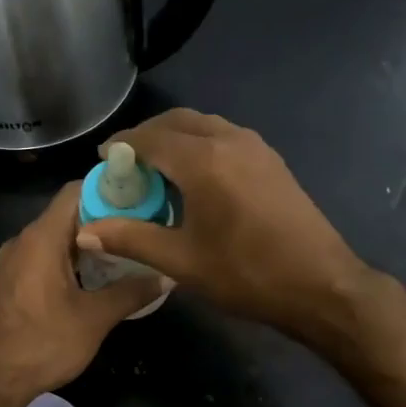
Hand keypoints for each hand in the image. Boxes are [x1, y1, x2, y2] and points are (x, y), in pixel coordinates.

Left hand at [0, 183, 167, 401]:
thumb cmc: (44, 344)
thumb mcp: (95, 319)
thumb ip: (132, 292)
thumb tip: (166, 276)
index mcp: (41, 238)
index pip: (76, 191)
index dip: (109, 190)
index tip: (140, 199)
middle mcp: (23, 241)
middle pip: (67, 214)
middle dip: (104, 219)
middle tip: (140, 229)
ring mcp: (12, 262)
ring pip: (55, 237)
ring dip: (87, 243)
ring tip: (124, 254)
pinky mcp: (9, 281)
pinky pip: (42, 257)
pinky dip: (68, 260)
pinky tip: (93, 280)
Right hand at [77, 109, 371, 345]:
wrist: (320, 285)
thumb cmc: (247, 273)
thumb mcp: (182, 261)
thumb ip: (131, 238)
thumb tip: (85, 231)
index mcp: (204, 160)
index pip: (150, 138)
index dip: (121, 145)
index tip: (102, 160)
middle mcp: (229, 140)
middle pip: (177, 122)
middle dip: (147, 136)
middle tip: (126, 163)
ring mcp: (256, 147)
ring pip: (204, 126)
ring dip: (175, 138)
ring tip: (157, 169)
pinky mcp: (271, 161)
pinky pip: (225, 137)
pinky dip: (200, 145)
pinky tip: (195, 178)